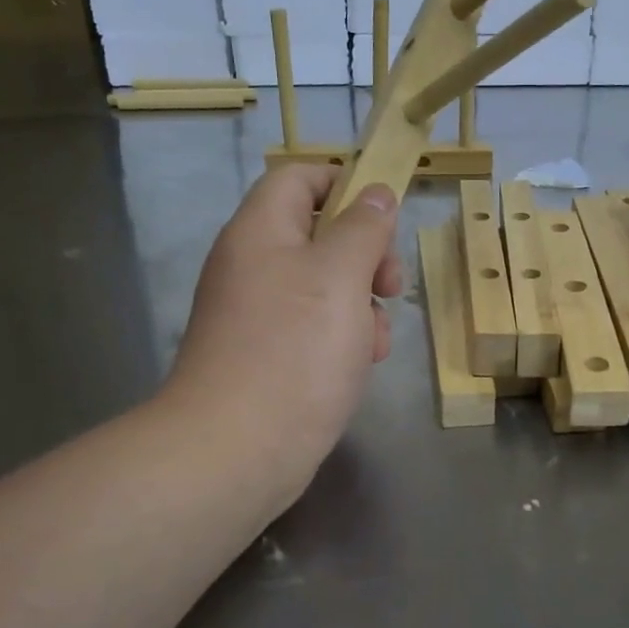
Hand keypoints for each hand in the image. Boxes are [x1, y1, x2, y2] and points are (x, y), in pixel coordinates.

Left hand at [166, 165, 403, 509]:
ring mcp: (258, 313)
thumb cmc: (294, 350)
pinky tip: (361, 365)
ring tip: (376, 341)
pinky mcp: (268, 355)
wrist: (236, 450)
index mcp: (261, 231)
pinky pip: (314, 327)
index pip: (300, 176)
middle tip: (391, 286)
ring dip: (362, 304)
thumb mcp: (341, 276)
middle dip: (366, 255)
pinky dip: (344, 337)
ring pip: (325, 286)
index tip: (385, 216)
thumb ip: (362, 228)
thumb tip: (374, 194)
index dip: (345, 182)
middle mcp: (253, 265)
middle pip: (318, 233)